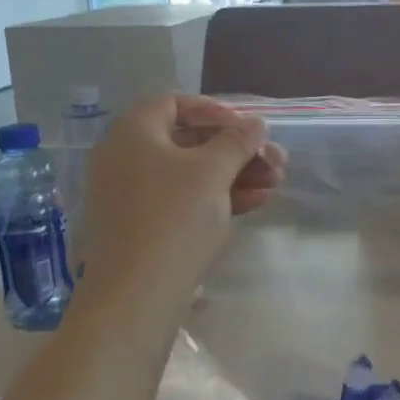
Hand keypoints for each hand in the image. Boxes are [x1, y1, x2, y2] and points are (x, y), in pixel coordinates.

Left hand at [78, 95, 285, 304]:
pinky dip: (216, 198)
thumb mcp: (213, 172)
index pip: (175, 104)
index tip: (247, 127)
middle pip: (188, 142)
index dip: (216, 110)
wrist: (136, 296)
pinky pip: (181, 201)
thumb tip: (255, 123)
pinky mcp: (141, 227)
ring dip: (234, 175)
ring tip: (275, 183)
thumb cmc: (174, 218)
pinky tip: (256, 203)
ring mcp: (130, 195)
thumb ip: (237, 141)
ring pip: (189, 174)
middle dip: (236, 149)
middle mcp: (124, 158)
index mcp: (133, 133)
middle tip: (275, 160)